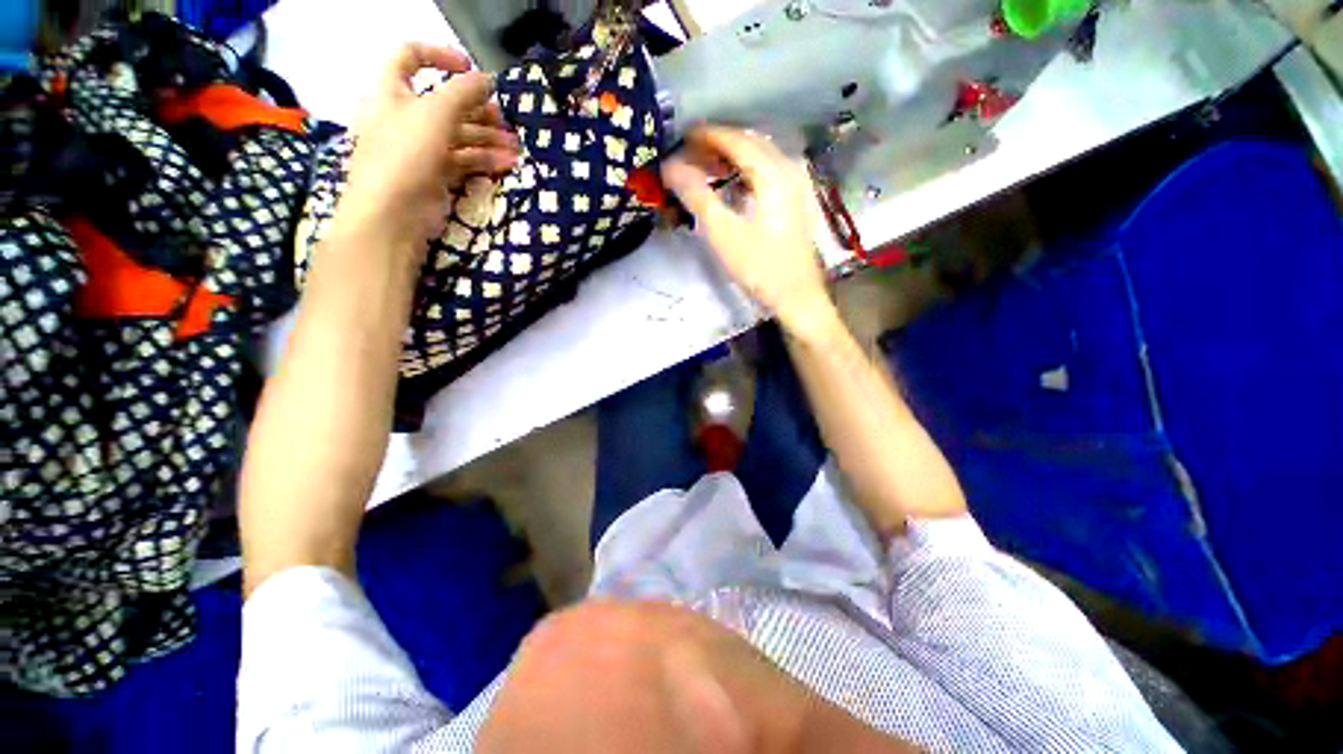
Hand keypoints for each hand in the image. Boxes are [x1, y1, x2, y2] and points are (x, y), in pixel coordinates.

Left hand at [336, 43, 520, 255]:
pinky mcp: (437, 175)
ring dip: (488, 138)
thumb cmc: (405, 155)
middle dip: (477, 107)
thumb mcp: (435, 114)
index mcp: (394, 92)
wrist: (393, 215)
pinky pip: (464, 160)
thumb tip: (488, 78)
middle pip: (445, 103)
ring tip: (515, 147)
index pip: (411, 58)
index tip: (469, 67)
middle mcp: (407, 117)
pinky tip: (506, 163)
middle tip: (505, 118)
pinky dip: (485, 160)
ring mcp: (423, 149)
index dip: (439, 55)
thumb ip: (463, 92)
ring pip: (459, 134)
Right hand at [661, 127, 831, 332]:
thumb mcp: (723, 233)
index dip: (706, 135)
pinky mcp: (794, 203)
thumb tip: (670, 167)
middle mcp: (788, 170)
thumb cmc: (759, 267)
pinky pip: (766, 174)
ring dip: (731, 159)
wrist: (796, 297)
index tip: (680, 137)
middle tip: (689, 154)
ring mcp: (795, 186)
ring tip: (705, 168)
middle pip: (749, 144)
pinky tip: (731, 187)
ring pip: (759, 158)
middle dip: (718, 145)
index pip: (736, 139)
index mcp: (772, 172)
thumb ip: (697, 196)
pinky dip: (744, 173)